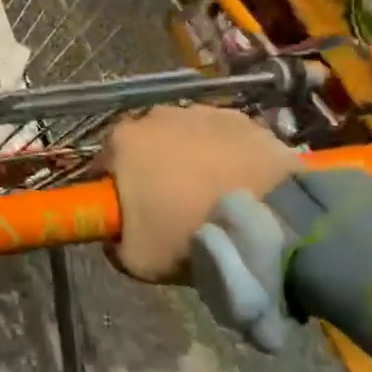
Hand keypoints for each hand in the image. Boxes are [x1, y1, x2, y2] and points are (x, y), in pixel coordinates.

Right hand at [100, 106, 299, 284]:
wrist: (266, 220)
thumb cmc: (188, 233)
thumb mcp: (135, 259)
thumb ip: (114, 244)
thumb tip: (115, 236)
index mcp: (122, 141)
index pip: (105, 165)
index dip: (113, 190)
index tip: (127, 214)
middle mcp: (156, 115)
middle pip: (145, 144)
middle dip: (151, 168)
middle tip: (170, 205)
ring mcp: (201, 112)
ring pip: (184, 137)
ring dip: (189, 158)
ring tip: (209, 193)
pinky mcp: (240, 118)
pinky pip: (221, 138)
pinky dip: (223, 154)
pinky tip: (237, 182)